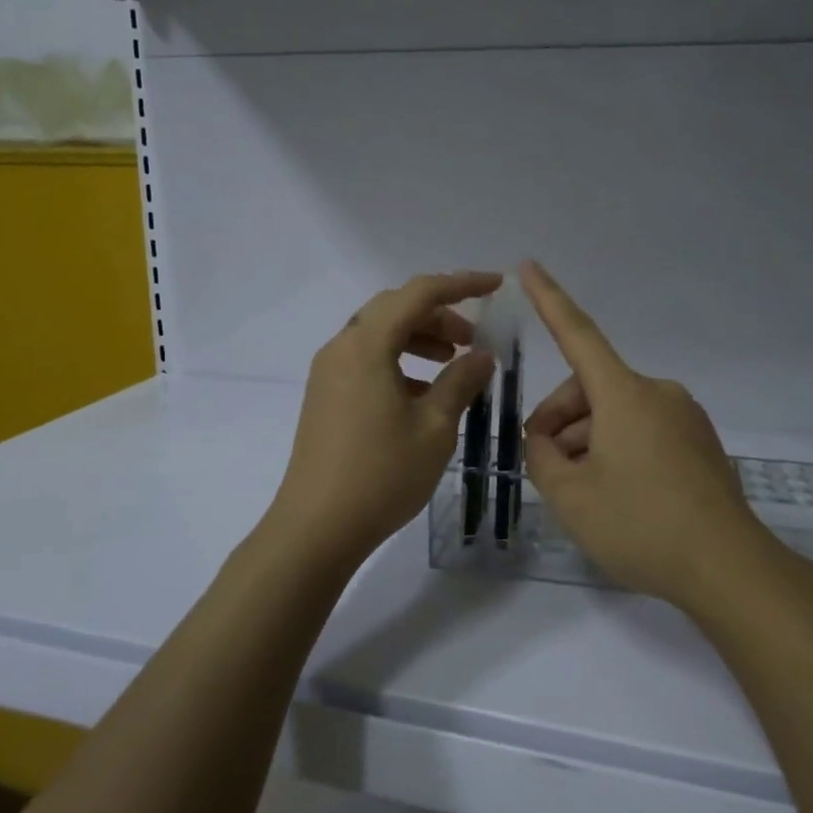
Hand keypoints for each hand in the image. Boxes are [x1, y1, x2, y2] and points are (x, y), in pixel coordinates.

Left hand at [265, 272, 502, 571]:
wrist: (315, 528)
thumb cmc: (381, 474)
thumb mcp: (434, 427)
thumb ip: (461, 381)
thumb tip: (482, 355)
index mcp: (367, 344)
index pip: (420, 293)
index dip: (462, 284)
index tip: (496, 286)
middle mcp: (342, 346)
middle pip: (395, 309)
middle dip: (439, 314)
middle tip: (473, 338)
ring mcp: (328, 372)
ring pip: (379, 334)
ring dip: (419, 337)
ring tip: (452, 362)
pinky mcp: (325, 395)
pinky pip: (366, 359)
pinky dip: (398, 361)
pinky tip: (422, 392)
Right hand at [519, 261, 769, 608]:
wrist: (730, 569)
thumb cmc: (641, 525)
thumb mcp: (571, 497)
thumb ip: (542, 459)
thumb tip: (544, 440)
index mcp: (625, 393)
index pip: (577, 334)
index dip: (549, 299)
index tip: (529, 266)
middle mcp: (657, 393)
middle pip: (591, 389)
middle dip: (560, 420)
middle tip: (545, 467)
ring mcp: (684, 417)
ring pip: (616, 413)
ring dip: (589, 440)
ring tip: (581, 492)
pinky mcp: (700, 443)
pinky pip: (645, 430)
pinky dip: (619, 449)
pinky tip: (617, 494)